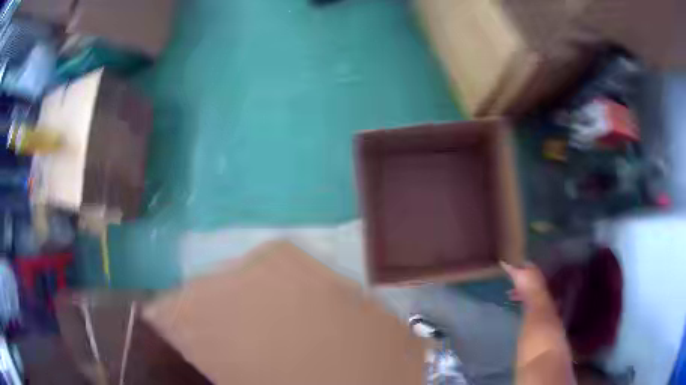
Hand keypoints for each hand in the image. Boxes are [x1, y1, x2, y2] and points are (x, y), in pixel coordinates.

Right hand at [501, 261, 549, 305]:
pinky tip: (511, 298)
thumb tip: (501, 262)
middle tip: (509, 279)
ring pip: (524, 286)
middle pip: (525, 275)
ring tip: (507, 291)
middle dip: (517, 277)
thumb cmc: (526, 284)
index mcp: (533, 268)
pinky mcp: (532, 297)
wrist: (535, 301)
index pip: (525, 263)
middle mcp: (535, 276)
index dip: (518, 264)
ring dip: (516, 288)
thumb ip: (509, 269)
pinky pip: (523, 294)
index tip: (510, 267)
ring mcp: (534, 287)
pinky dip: (517, 296)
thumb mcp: (516, 275)